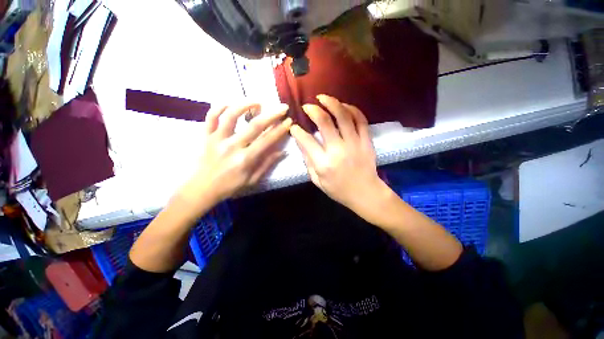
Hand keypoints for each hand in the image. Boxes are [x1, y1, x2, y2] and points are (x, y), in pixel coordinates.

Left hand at [177, 103, 291, 209]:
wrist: (201, 189)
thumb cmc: (230, 186)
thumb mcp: (252, 179)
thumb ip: (267, 164)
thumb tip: (283, 152)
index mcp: (246, 159)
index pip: (267, 140)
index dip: (280, 130)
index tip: (289, 121)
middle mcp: (232, 146)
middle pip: (254, 125)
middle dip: (272, 115)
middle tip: (282, 107)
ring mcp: (217, 139)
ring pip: (231, 115)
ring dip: (246, 105)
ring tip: (257, 102)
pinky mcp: (206, 136)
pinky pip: (211, 117)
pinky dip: (219, 107)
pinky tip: (229, 103)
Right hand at [290, 95, 390, 217]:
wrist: (365, 193)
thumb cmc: (338, 190)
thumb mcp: (317, 180)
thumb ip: (308, 162)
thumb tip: (301, 143)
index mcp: (324, 163)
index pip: (307, 141)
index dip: (297, 131)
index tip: (294, 127)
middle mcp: (338, 150)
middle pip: (324, 122)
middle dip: (313, 110)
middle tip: (307, 106)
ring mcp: (354, 144)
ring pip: (343, 116)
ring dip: (332, 103)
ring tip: (323, 98)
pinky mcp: (366, 141)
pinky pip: (360, 120)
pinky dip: (352, 109)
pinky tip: (343, 106)